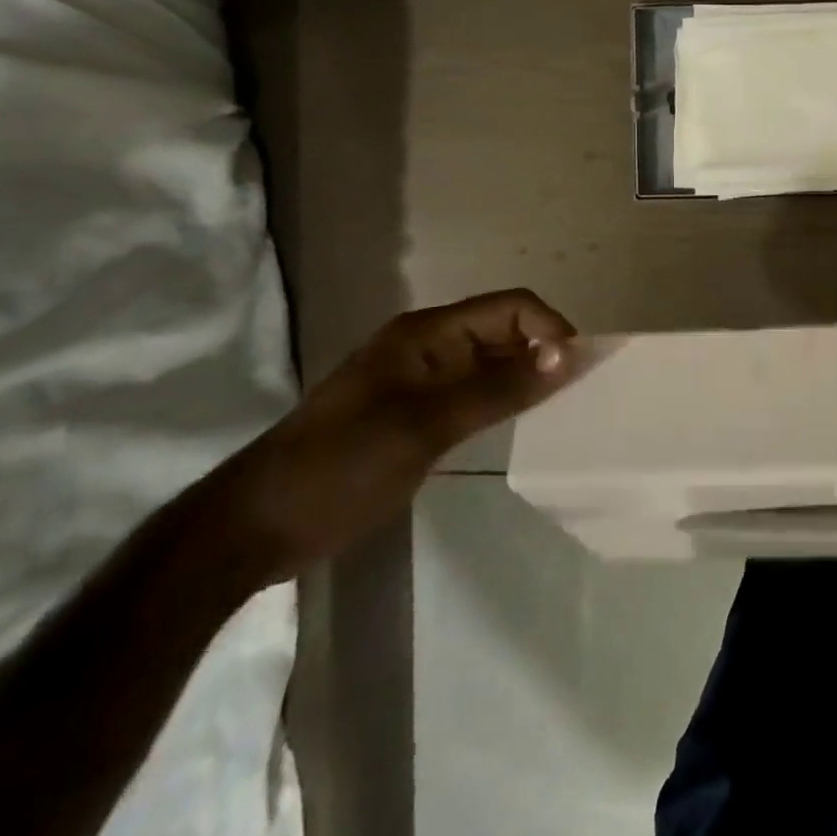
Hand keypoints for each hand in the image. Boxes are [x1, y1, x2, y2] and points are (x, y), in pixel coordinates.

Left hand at [217, 289, 577, 581]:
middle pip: (504, 330)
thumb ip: (499, 389)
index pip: (510, 308)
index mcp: (427, 333)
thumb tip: (568, 354)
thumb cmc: (341, 466)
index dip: (549, 329)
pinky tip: (521, 425)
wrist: (256, 527)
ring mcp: (421, 380)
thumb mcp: (426, 427)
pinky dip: (503, 401)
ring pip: (492, 362)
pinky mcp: (416, 412)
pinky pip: (475, 392)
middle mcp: (429, 346)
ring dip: (527, 378)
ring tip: (561, 410)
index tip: (579, 372)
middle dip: (544, 352)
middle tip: (580, 395)